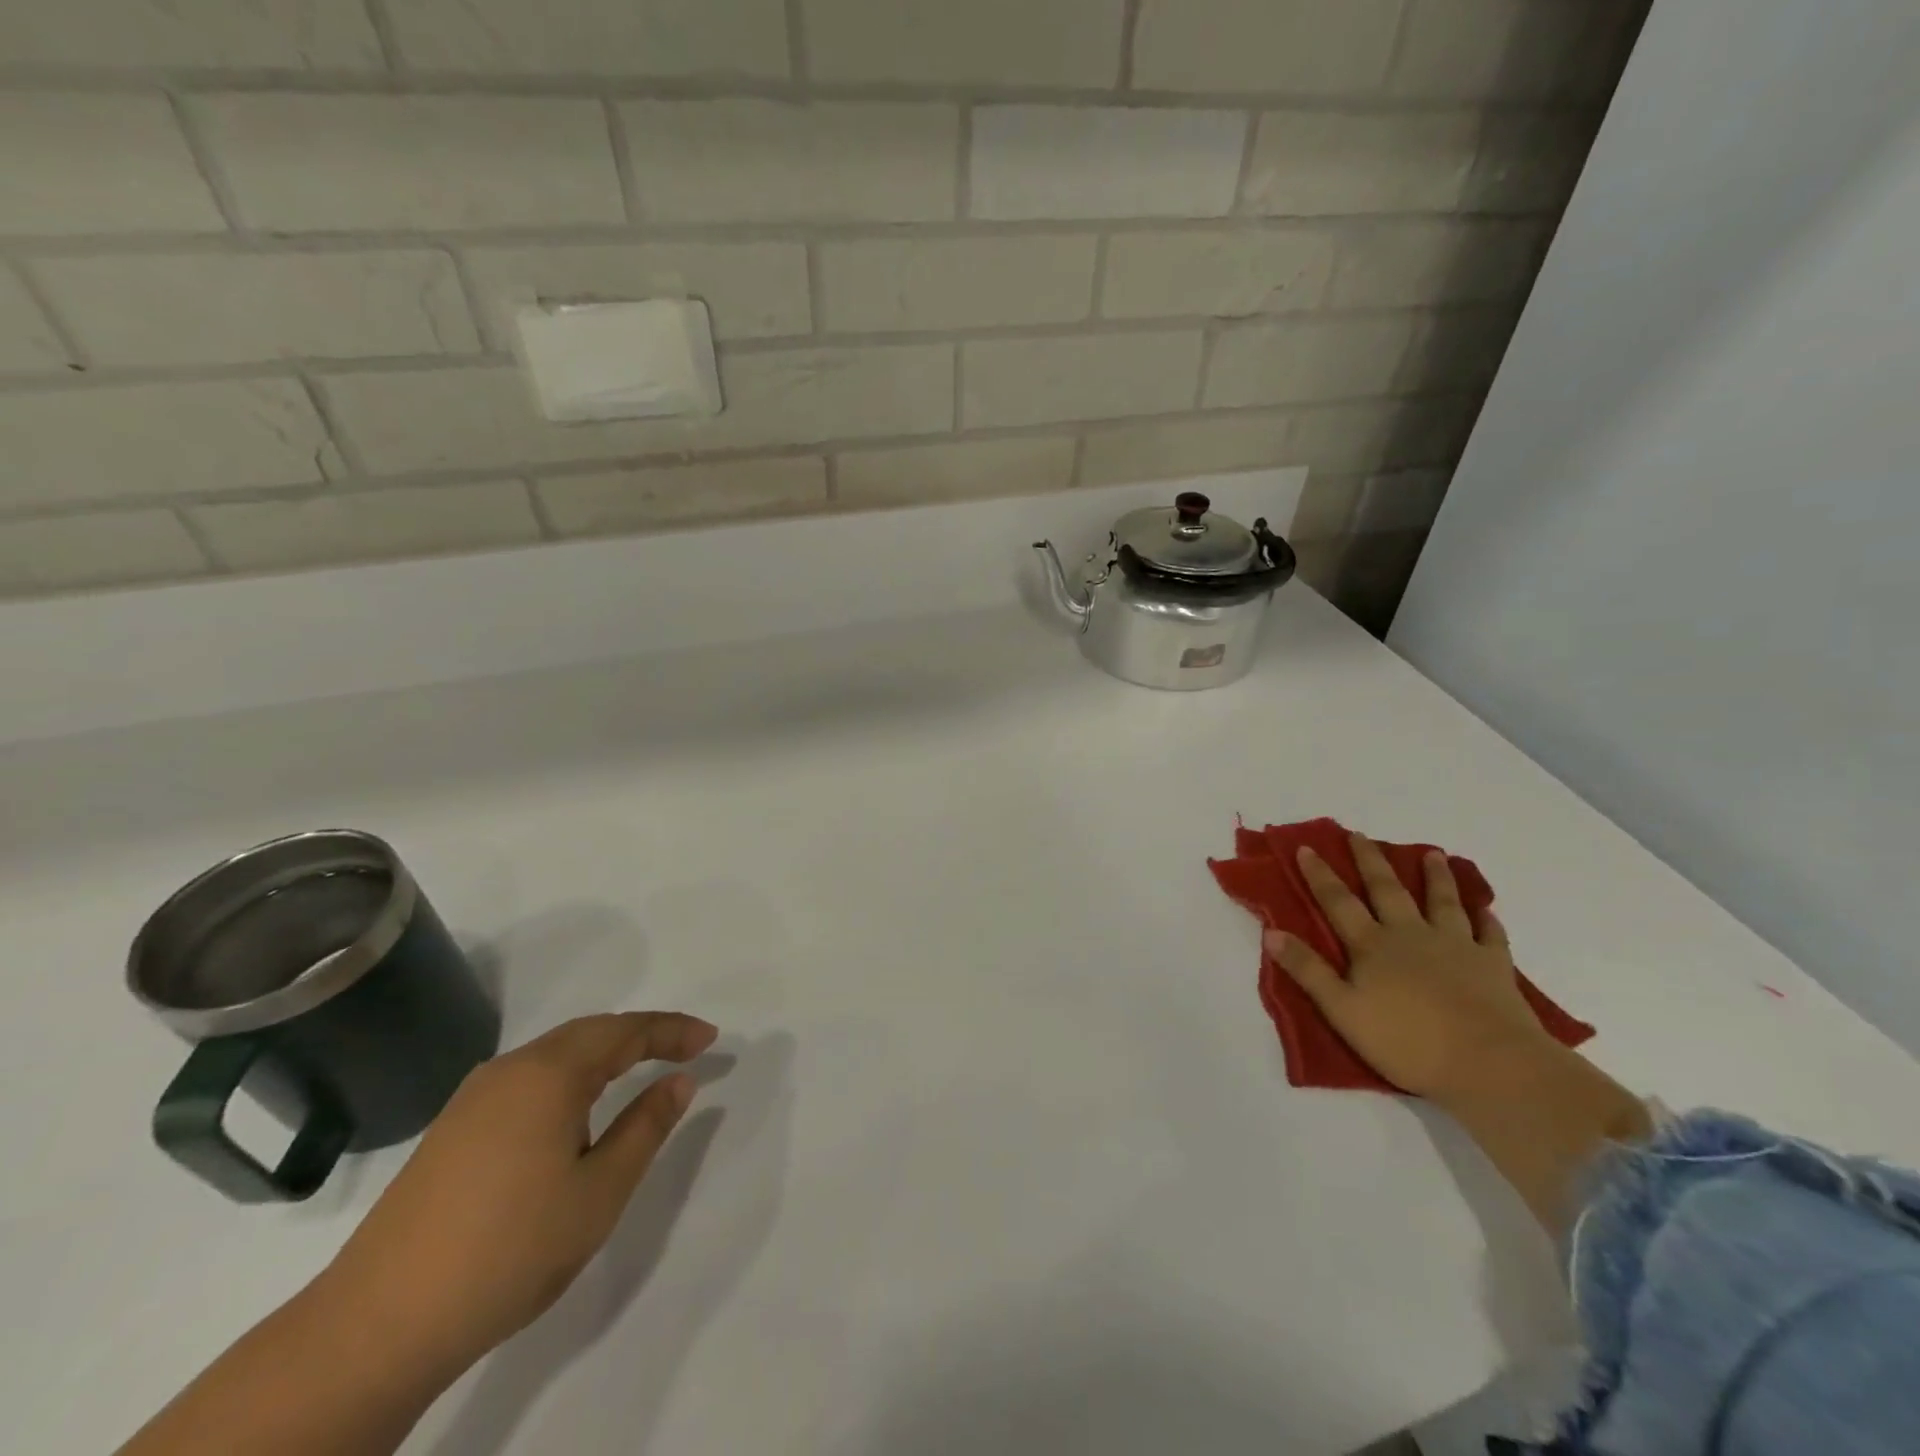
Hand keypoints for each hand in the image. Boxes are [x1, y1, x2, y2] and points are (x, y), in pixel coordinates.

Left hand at [318, 1011, 718, 1378]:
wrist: (378, 1325)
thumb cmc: (510, 1248)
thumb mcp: (600, 1190)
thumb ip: (646, 1126)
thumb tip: (679, 1080)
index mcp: (549, 1073)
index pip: (626, 1031)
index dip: (673, 1031)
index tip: (712, 1039)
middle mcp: (510, 1069)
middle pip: (590, 1033)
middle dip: (642, 1034)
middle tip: (684, 1048)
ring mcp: (474, 1098)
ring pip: (556, 1055)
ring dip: (605, 1054)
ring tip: (640, 1071)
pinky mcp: (453, 1129)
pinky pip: (529, 1079)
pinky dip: (570, 1077)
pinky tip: (577, 1110)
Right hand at [1265, 832, 1555, 1102]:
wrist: (1490, 1063)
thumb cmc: (1407, 1042)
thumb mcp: (1342, 1010)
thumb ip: (1308, 970)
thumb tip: (1271, 933)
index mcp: (1372, 946)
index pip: (1338, 902)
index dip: (1320, 875)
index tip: (1307, 848)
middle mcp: (1411, 935)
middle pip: (1387, 890)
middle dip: (1370, 861)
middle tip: (1360, 835)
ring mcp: (1456, 946)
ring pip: (1442, 902)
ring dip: (1435, 877)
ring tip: (1432, 854)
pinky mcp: (1494, 965)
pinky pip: (1490, 934)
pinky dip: (1487, 919)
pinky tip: (1485, 910)